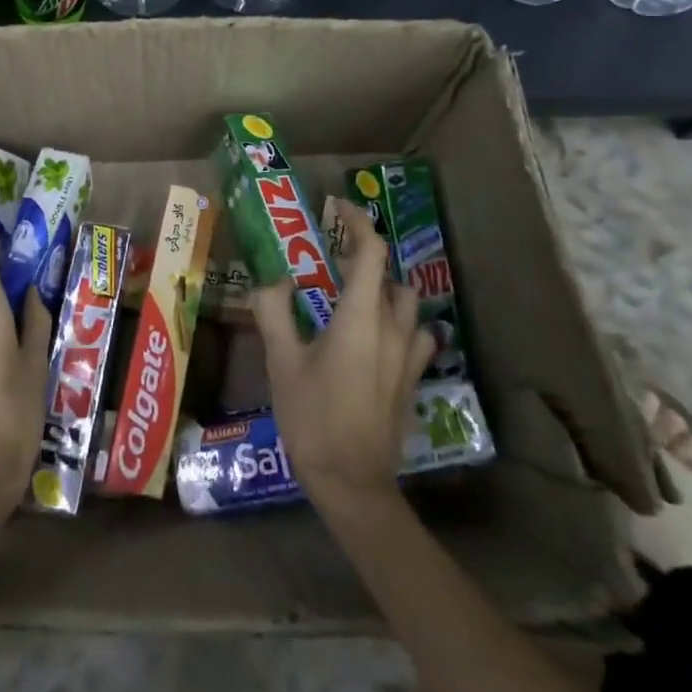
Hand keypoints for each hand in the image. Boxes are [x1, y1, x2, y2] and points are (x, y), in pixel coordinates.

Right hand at [253, 198, 434, 514]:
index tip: (338, 209)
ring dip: (384, 288)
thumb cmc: (313, 417)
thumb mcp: (281, 362)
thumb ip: (274, 311)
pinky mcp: (412, 378)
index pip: (371, 252)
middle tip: (330, 261)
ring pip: (407, 302)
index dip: (358, 222)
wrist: (352, 483)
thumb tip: (273, 280)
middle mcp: (392, 328)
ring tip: (352, 296)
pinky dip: (402, 322)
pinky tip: (379, 336)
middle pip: (389, 274)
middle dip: (363, 257)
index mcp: (359, 317)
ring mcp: (408, 355)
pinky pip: (418, 334)